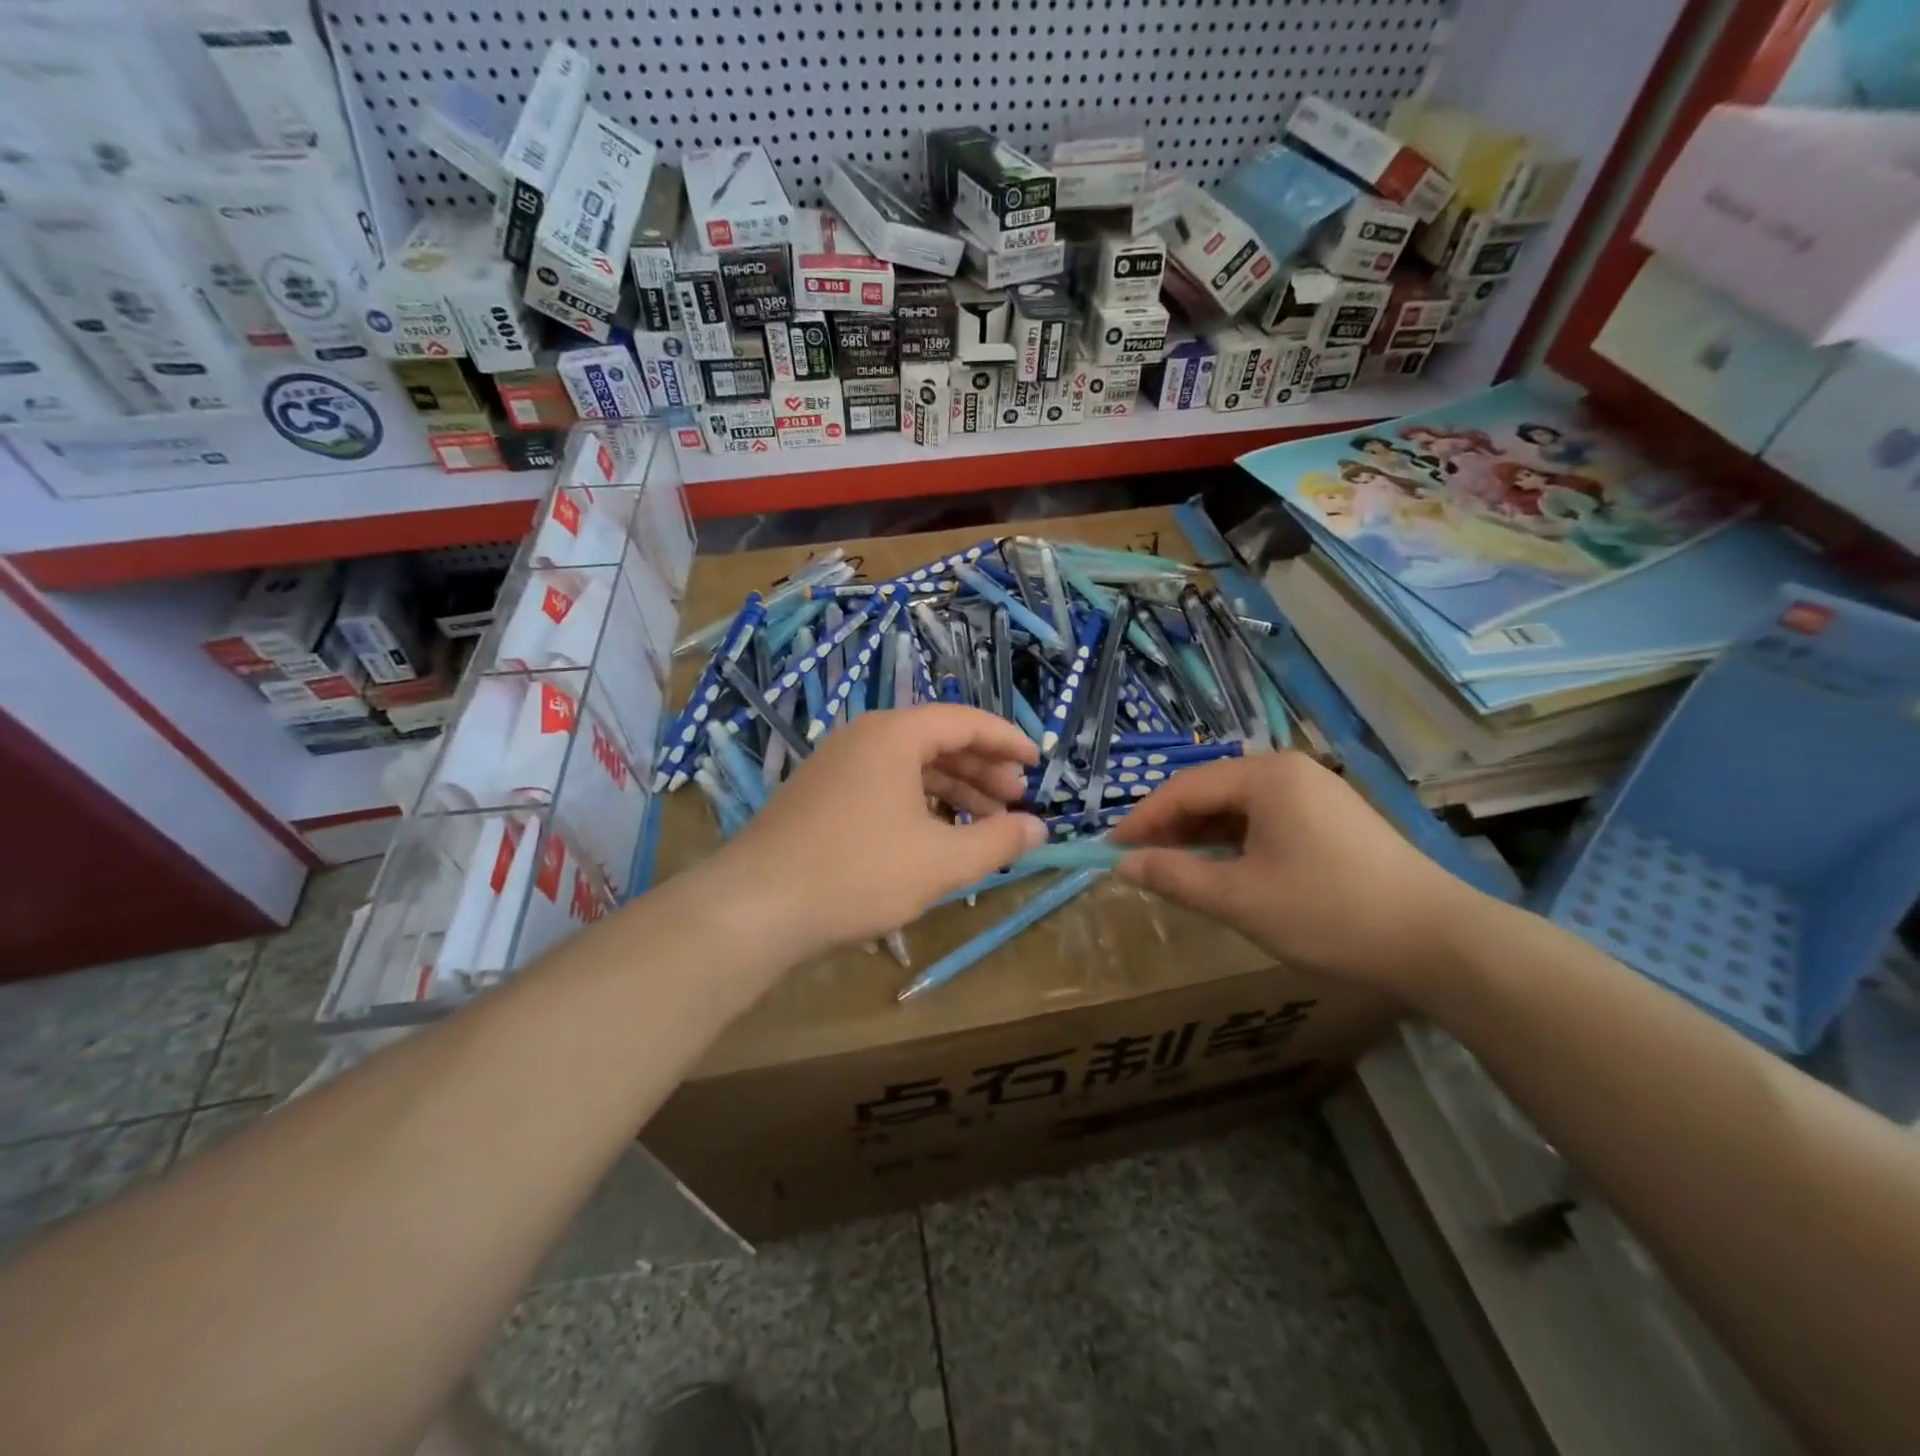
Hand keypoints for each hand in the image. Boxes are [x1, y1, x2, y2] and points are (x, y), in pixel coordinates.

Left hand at [714, 705, 1045, 956]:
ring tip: (984, 824)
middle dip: (982, 770)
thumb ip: (997, 841)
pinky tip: (934, 837)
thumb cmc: (858, 873)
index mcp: (894, 735)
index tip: (1038, 763)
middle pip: (937, 741)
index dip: (1007, 741)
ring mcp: (836, 766)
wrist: (756, 906)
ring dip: (952, 791)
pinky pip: (883, 786)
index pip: (964, 721)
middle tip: (1015, 800)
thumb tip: (1039, 828)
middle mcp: (863, 738)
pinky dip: (918, 804)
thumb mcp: (940, 861)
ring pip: (909, 767)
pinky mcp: (820, 796)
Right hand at [1107, 751, 1478, 994]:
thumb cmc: (1328, 912)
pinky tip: (1221, 868)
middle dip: (1170, 826)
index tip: (1109, 850)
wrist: (1440, 942)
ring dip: (1200, 836)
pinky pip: (1265, 821)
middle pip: (1210, 792)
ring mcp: (1316, 794)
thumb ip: (1174, 877)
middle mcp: (1290, 772)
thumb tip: (1123, 865)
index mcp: (1266, 776)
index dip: (1141, 820)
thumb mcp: (1239, 899)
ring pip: (1238, 808)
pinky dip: (1234, 843)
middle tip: (1136, 861)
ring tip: (1171, 867)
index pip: (1184, 789)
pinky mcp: (1333, 820)